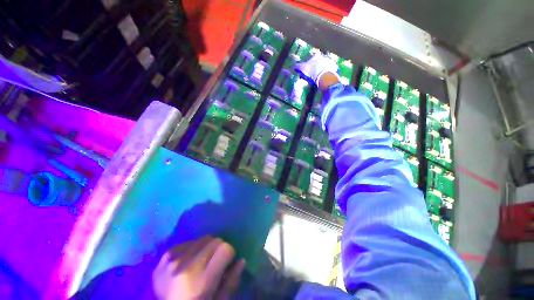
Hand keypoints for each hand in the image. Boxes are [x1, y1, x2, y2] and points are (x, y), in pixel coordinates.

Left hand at [152, 236, 245, 299]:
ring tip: (201, 263)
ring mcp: (172, 260)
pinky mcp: (164, 257)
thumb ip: (231, 282)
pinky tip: (188, 262)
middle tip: (214, 263)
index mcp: (200, 282)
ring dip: (206, 248)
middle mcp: (185, 266)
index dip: (229, 255)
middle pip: (214, 240)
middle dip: (219, 249)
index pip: (225, 248)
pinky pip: (187, 242)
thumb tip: (241, 260)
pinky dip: (192, 249)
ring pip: (202, 239)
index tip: (227, 263)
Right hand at [295, 53, 338, 85]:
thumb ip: (298, 67)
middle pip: (318, 62)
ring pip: (324, 65)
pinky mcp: (334, 67)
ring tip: (318, 78)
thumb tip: (295, 66)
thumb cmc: (312, 72)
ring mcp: (330, 61)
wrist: (324, 77)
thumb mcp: (302, 69)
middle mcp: (323, 56)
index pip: (311, 59)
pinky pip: (330, 70)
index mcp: (316, 56)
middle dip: (316, 67)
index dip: (308, 65)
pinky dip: (327, 73)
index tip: (307, 71)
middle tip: (313, 75)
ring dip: (322, 70)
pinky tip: (324, 78)